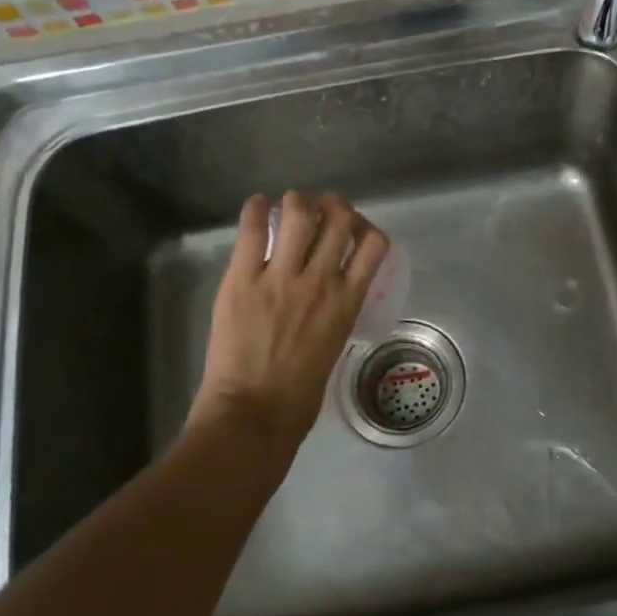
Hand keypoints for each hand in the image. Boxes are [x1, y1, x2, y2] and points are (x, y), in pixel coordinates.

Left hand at [192, 191, 390, 447]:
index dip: (365, 227)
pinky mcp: (242, 279)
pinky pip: (253, 230)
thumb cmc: (300, 393)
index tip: (351, 231)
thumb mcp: (335, 344)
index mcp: (348, 300)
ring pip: (300, 213)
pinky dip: (256, 210)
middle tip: (320, 210)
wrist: (254, 413)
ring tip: (289, 208)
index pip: (374, 244)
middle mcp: (321, 280)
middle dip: (333, 205)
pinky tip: (257, 207)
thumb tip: (330, 290)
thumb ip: (337, 310)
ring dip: (297, 202)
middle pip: (339, 218)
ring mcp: (280, 277)